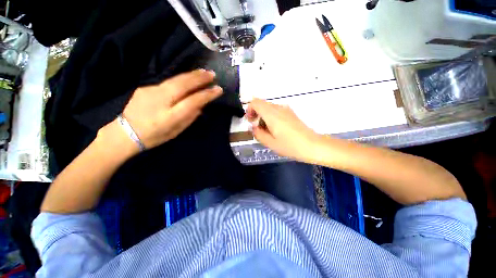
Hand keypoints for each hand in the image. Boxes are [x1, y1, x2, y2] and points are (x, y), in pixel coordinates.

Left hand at [122, 69, 221, 148]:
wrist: (124, 133)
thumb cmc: (154, 136)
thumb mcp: (176, 132)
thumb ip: (189, 118)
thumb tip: (200, 106)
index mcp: (169, 117)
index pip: (192, 101)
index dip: (206, 94)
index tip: (218, 90)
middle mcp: (160, 101)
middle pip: (182, 85)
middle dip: (199, 78)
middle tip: (212, 74)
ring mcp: (150, 91)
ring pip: (174, 80)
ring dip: (191, 75)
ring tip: (203, 72)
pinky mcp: (145, 87)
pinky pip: (167, 82)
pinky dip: (181, 79)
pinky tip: (188, 78)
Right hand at [246, 98, 322, 162]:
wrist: (312, 145)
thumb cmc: (290, 145)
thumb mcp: (270, 143)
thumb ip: (258, 133)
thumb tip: (253, 127)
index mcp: (271, 114)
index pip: (255, 102)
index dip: (249, 109)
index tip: (250, 120)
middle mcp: (278, 108)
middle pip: (262, 104)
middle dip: (256, 114)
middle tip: (257, 128)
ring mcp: (286, 110)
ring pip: (269, 108)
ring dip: (263, 116)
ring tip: (266, 131)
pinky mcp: (291, 113)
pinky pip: (276, 111)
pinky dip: (271, 117)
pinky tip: (275, 130)